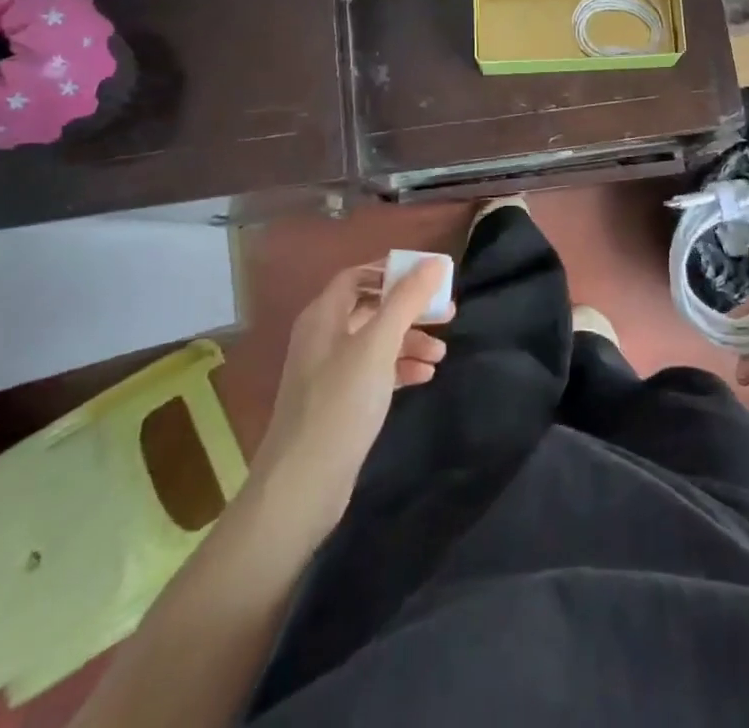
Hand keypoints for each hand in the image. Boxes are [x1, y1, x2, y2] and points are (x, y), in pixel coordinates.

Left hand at [248, 257, 452, 542]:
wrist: (301, 487)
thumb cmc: (340, 404)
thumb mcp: (378, 345)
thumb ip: (406, 301)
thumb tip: (434, 261)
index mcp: (323, 316)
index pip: (359, 275)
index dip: (393, 272)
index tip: (430, 277)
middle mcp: (323, 337)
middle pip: (371, 308)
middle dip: (409, 310)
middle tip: (447, 315)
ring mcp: (329, 372)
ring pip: (375, 342)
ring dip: (409, 341)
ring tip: (440, 355)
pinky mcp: (338, 403)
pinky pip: (374, 372)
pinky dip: (398, 368)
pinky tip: (423, 377)